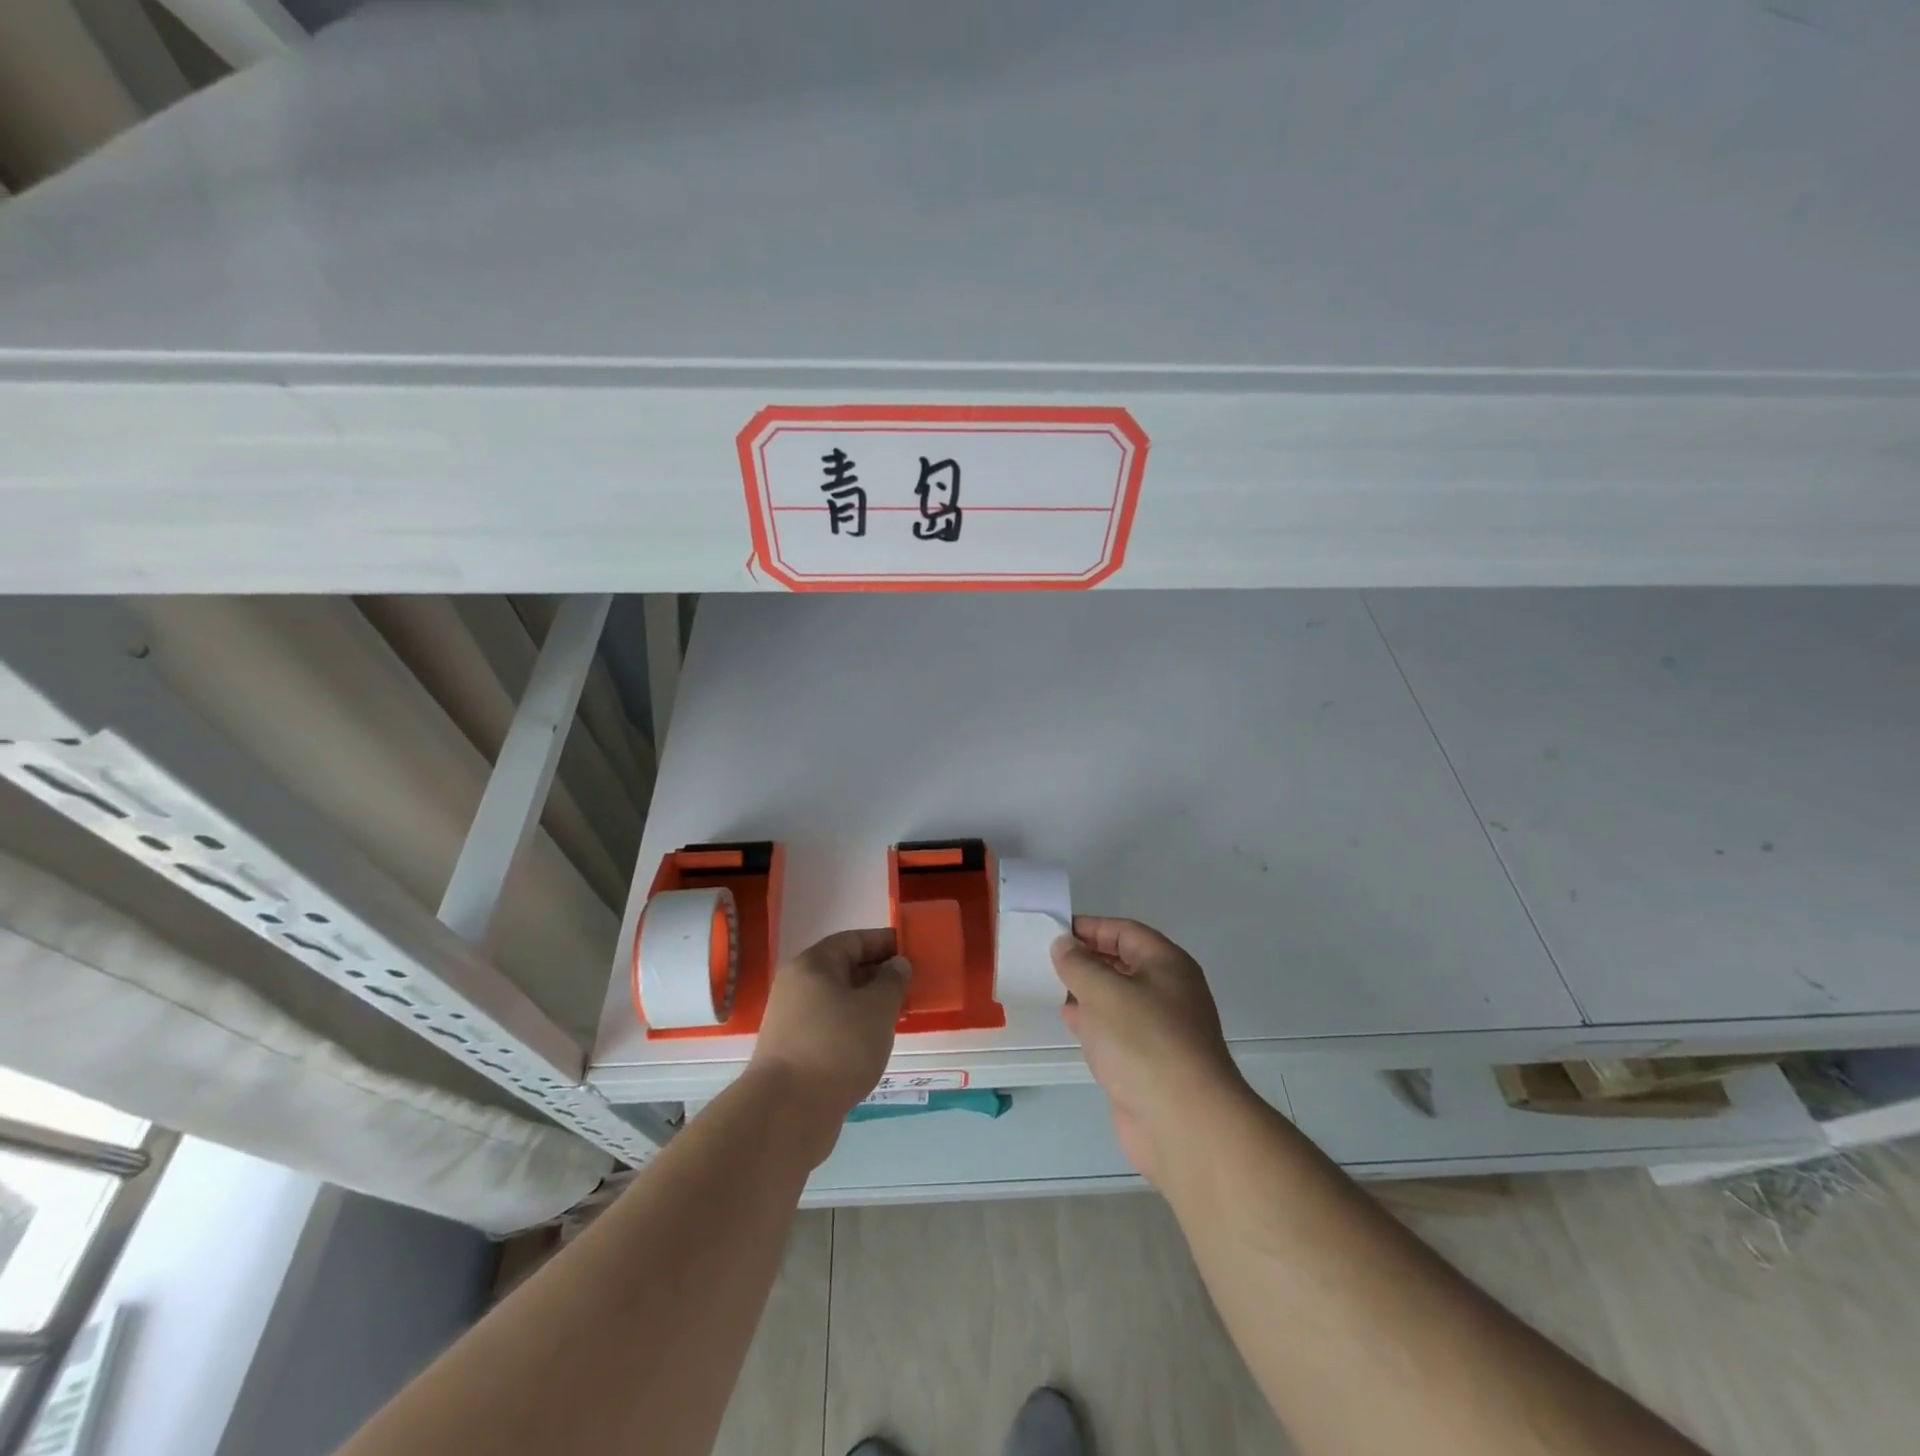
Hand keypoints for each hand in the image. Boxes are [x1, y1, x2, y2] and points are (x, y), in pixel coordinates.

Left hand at [747, 929, 910, 1161]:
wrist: (787, 1112)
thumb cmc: (837, 1047)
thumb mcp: (877, 1008)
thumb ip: (892, 981)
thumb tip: (896, 965)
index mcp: (813, 965)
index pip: (853, 940)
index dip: (884, 942)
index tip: (912, 951)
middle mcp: (797, 986)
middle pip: (844, 969)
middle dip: (878, 975)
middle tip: (911, 985)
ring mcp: (792, 1020)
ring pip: (838, 1001)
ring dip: (867, 1004)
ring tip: (898, 1015)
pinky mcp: (793, 1051)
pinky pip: (831, 1027)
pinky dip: (853, 1028)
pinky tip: (874, 1043)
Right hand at [1052, 917, 1247, 1184]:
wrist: (1184, 1123)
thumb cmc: (1144, 1042)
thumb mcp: (1104, 991)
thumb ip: (1078, 963)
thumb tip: (1064, 944)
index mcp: (1167, 964)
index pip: (1125, 932)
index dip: (1090, 928)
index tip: (1054, 931)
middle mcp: (1168, 991)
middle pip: (1122, 963)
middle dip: (1086, 959)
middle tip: (1046, 958)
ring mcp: (1160, 1029)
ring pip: (1118, 998)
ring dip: (1086, 991)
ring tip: (1050, 986)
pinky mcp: (1149, 1062)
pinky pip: (1116, 1030)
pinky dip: (1093, 1022)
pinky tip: (1069, 1022)